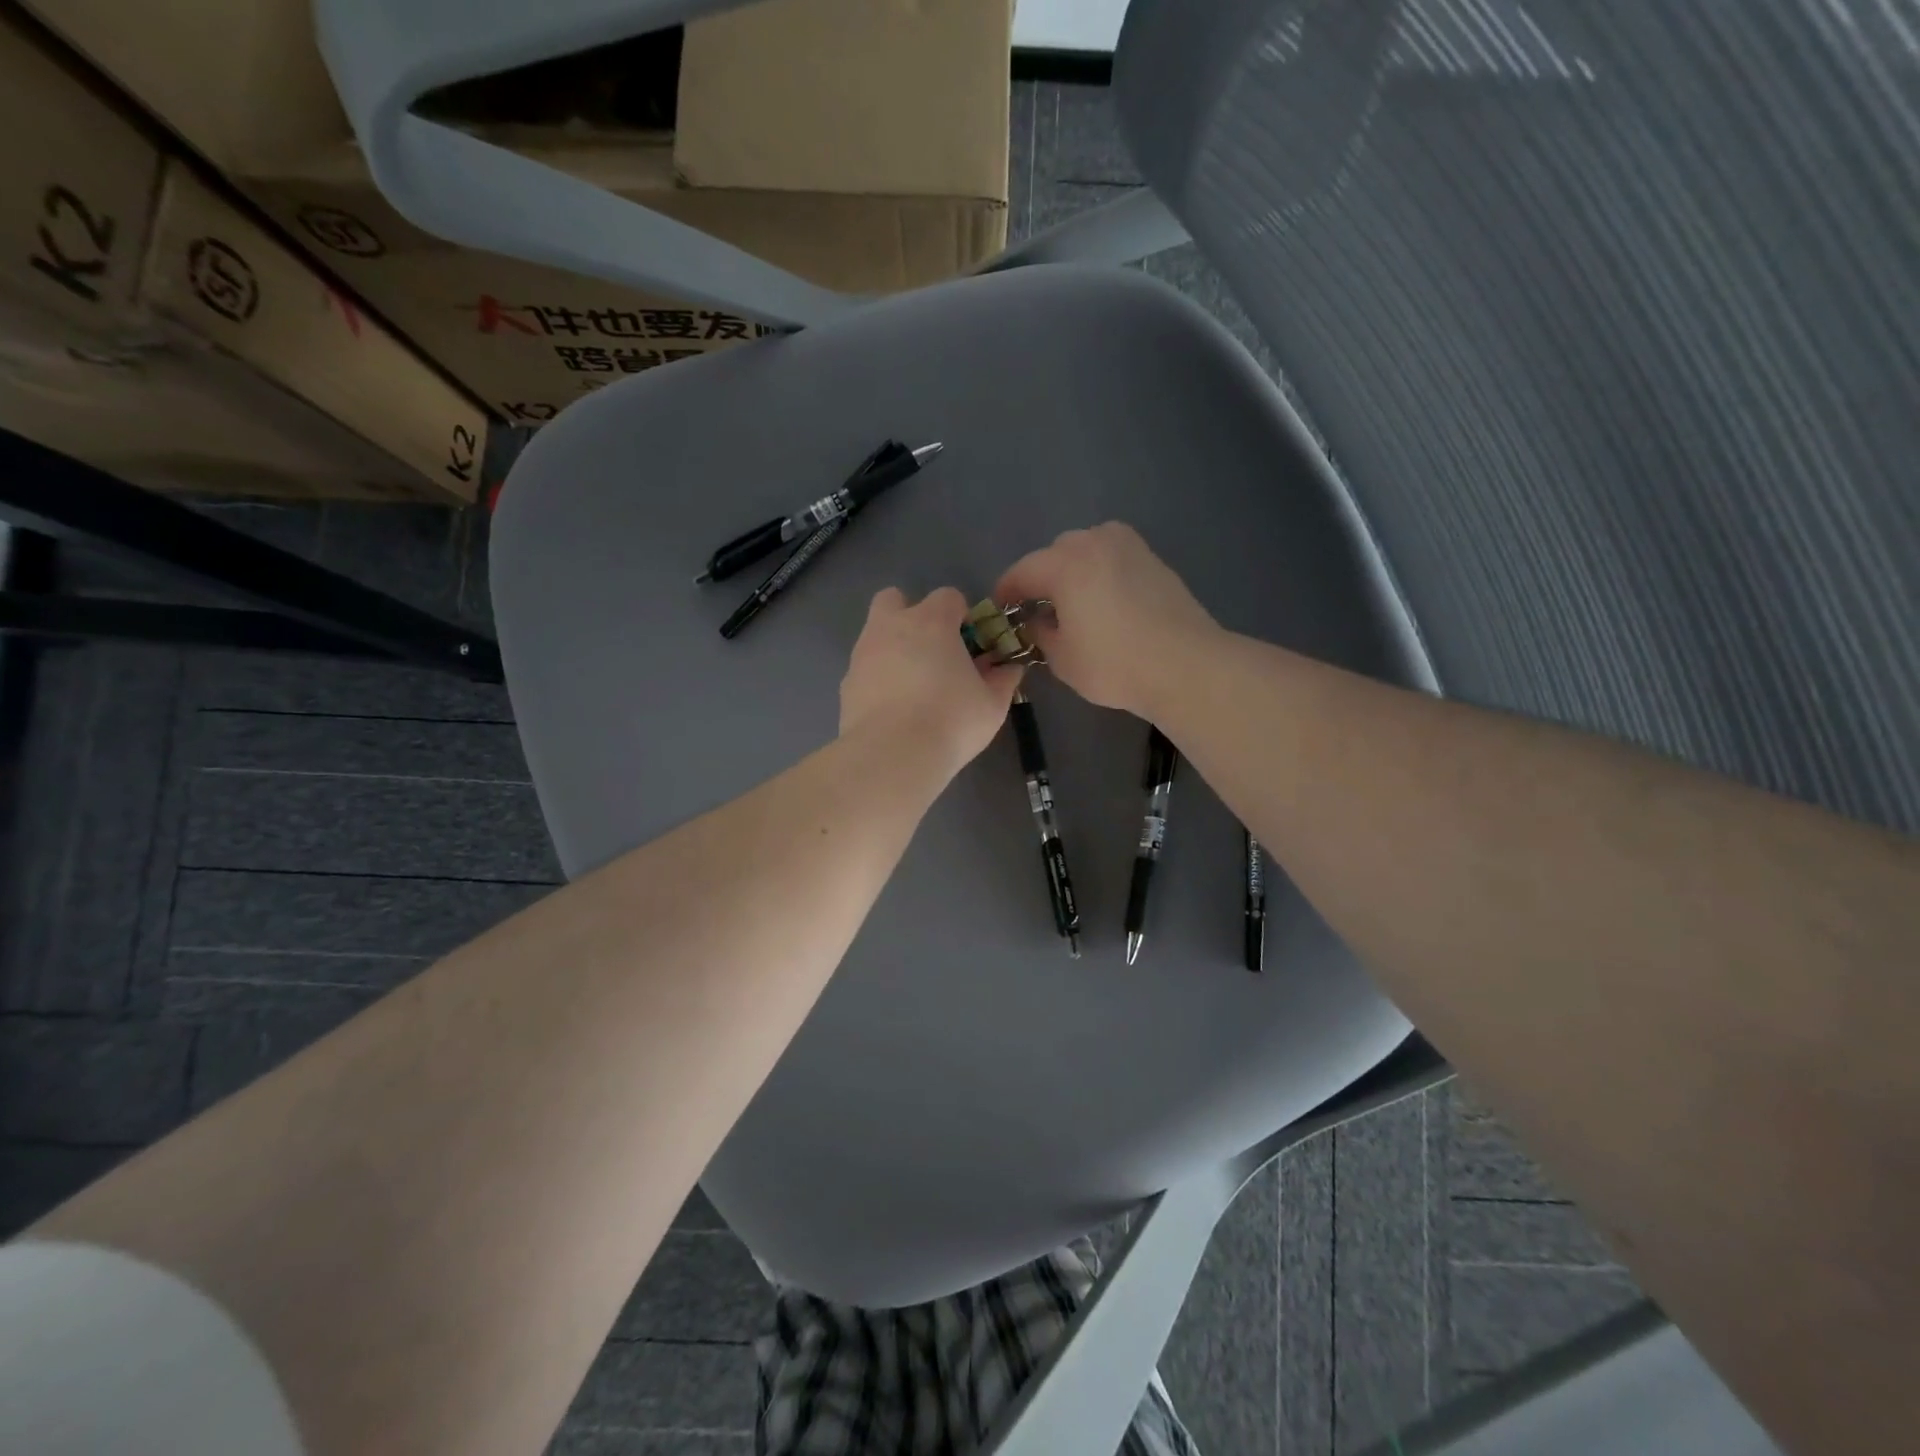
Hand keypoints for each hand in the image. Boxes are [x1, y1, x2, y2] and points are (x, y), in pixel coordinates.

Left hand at [840, 586, 1022, 773]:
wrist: (892, 755)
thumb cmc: (951, 721)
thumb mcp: (992, 704)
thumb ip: (1003, 680)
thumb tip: (1010, 668)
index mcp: (931, 621)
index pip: (948, 597)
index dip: (961, 616)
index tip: (970, 644)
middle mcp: (892, 626)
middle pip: (895, 599)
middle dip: (911, 615)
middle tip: (931, 651)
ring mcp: (863, 653)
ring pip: (875, 633)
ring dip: (893, 647)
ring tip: (912, 686)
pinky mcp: (846, 682)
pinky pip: (864, 668)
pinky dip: (877, 678)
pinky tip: (893, 707)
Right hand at [994, 523, 1217, 715]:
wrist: (1186, 665)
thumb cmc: (1115, 664)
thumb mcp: (1062, 659)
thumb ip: (1039, 634)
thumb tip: (1036, 621)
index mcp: (1064, 564)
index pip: (1021, 572)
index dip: (1005, 593)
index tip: (1000, 612)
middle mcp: (1094, 542)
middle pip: (1054, 554)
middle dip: (1041, 578)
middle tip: (1037, 610)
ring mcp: (1128, 546)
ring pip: (1086, 549)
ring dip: (1072, 570)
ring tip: (1072, 603)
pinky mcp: (1152, 558)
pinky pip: (1112, 556)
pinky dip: (1099, 572)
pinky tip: (1103, 601)